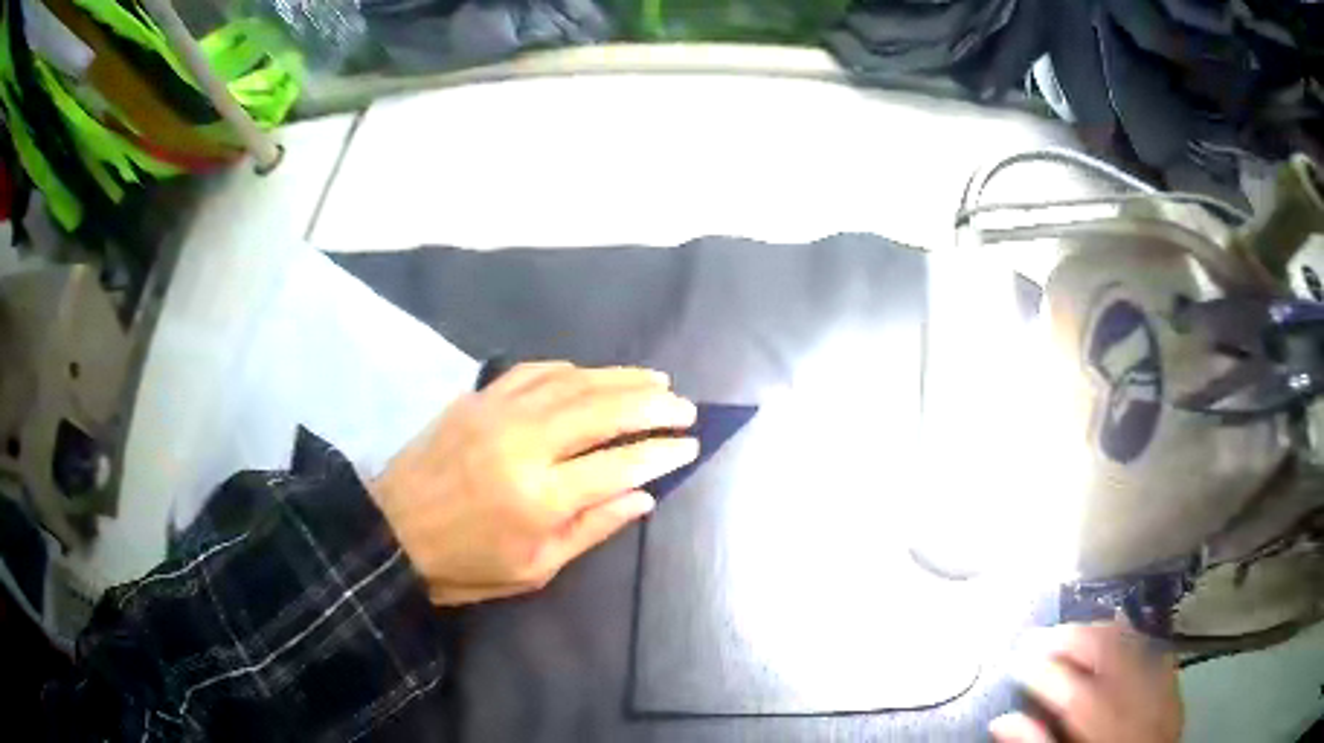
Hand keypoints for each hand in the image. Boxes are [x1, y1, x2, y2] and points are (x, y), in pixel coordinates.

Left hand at [371, 362, 698, 605]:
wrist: (393, 531)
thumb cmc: (466, 566)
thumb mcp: (535, 569)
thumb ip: (592, 527)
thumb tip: (643, 496)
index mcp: (539, 497)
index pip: (619, 465)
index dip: (661, 452)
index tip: (690, 444)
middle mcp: (523, 444)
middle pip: (603, 410)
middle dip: (652, 404)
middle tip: (684, 405)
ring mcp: (498, 413)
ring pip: (573, 382)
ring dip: (620, 377)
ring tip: (655, 379)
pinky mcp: (478, 398)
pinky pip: (534, 371)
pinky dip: (571, 369)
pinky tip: (590, 374)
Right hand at [990, 622, 1182, 742]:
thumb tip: (1002, 721)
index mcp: (1106, 730)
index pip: (1073, 692)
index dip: (1042, 670)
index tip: (1015, 659)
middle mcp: (1137, 703)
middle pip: (1107, 653)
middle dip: (1070, 637)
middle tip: (1039, 636)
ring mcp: (1160, 691)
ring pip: (1132, 644)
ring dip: (1099, 631)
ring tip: (1071, 631)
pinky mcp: (1173, 688)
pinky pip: (1154, 652)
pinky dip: (1133, 639)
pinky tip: (1118, 635)